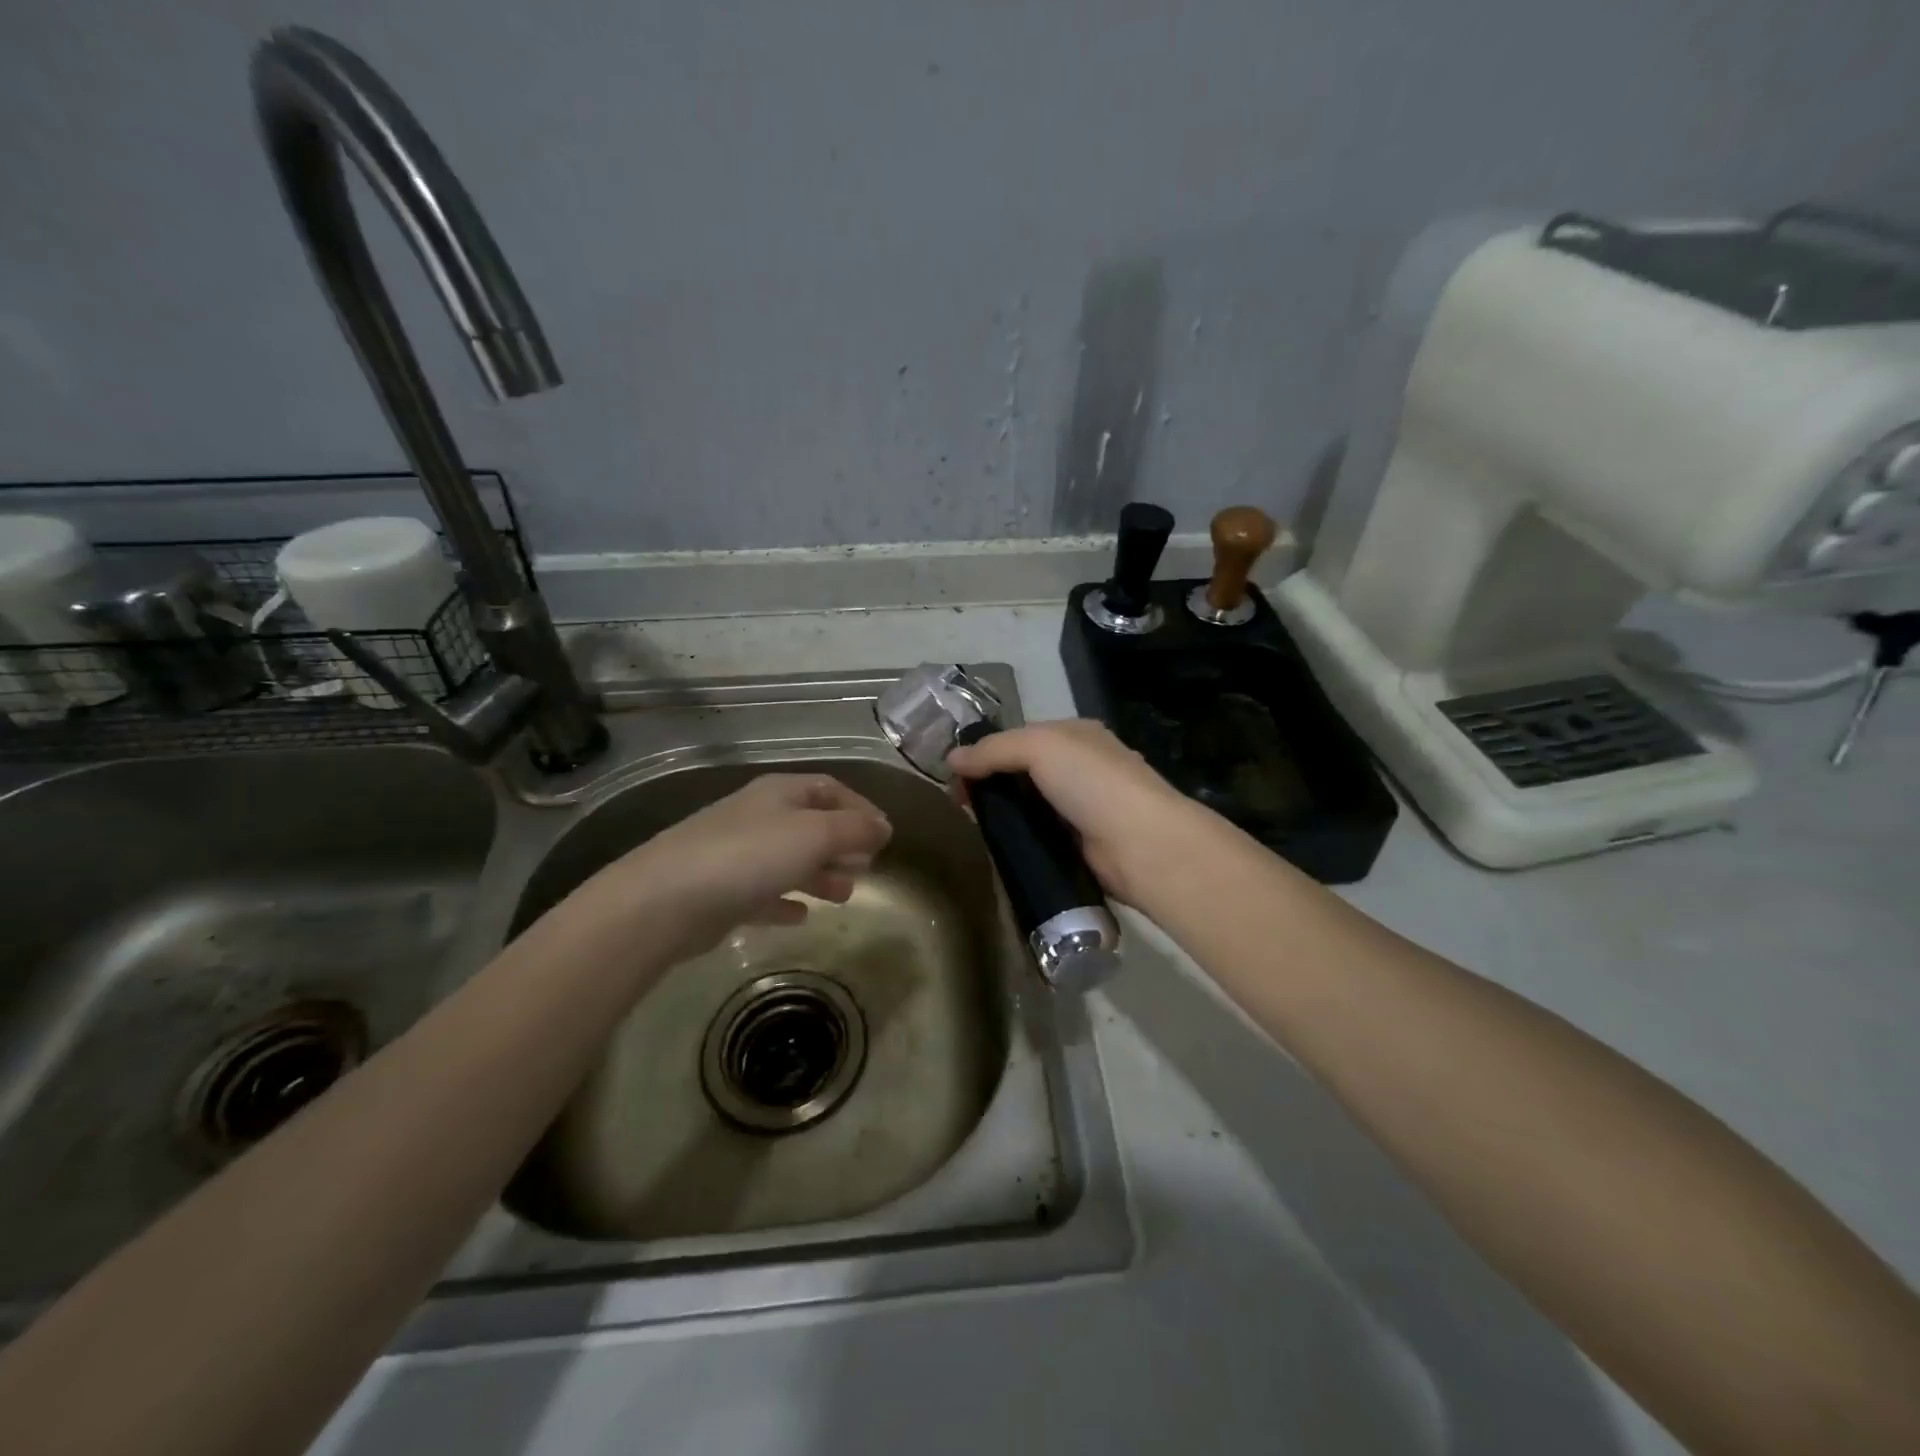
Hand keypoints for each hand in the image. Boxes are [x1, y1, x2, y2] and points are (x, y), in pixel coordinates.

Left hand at [563, 773, 893, 962]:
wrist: (666, 900)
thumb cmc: (750, 856)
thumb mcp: (815, 835)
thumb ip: (855, 830)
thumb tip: (884, 827)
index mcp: (779, 793)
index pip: (829, 788)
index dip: (860, 807)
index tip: (884, 835)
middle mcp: (758, 816)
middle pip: (810, 824)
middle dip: (842, 844)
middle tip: (867, 868)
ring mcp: (736, 854)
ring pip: (789, 859)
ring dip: (820, 874)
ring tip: (845, 895)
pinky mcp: (721, 892)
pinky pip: (763, 893)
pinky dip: (786, 900)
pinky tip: (801, 916)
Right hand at [947, 720, 1216, 906]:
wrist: (1142, 844)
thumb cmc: (1092, 783)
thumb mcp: (1039, 748)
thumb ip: (994, 749)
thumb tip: (951, 758)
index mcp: (1075, 735)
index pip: (1019, 737)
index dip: (985, 751)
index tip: (955, 774)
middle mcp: (1080, 766)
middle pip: (1021, 771)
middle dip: (989, 783)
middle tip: (959, 803)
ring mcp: (1081, 807)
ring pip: (1027, 804)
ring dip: (1001, 813)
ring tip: (972, 825)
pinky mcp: (1079, 844)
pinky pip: (1038, 834)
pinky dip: (1018, 837)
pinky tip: (997, 845)